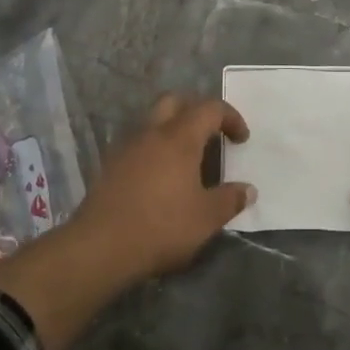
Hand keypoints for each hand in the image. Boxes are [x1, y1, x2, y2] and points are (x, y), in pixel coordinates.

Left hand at [64, 93, 253, 282]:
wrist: (100, 247)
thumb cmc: (161, 227)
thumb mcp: (206, 218)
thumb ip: (230, 200)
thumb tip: (248, 189)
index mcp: (179, 138)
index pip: (209, 109)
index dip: (230, 117)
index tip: (241, 139)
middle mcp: (151, 133)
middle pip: (174, 101)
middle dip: (196, 111)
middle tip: (211, 135)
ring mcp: (126, 148)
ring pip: (152, 122)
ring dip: (173, 130)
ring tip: (188, 161)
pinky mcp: (110, 166)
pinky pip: (139, 145)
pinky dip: (155, 150)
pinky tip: (162, 179)